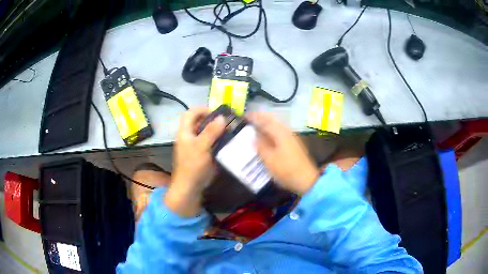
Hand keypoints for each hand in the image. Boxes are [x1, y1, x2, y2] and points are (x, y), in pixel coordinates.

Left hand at [165, 107, 225, 216]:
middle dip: (212, 119)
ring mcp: (195, 145)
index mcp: (185, 131)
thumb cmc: (193, 165)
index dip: (203, 109)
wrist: (190, 187)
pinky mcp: (201, 154)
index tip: (218, 113)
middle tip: (227, 122)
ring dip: (216, 130)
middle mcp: (189, 136)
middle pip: (199, 121)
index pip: (191, 112)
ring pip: (205, 132)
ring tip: (229, 130)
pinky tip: (227, 142)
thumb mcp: (201, 146)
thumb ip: (211, 131)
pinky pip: (210, 142)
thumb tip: (222, 117)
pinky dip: (218, 140)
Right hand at [249, 112, 319, 195]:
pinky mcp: (294, 144)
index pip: (266, 121)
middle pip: (273, 121)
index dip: (255, 117)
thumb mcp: (270, 160)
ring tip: (256, 128)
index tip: (245, 116)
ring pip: (277, 127)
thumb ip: (261, 146)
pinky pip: (279, 133)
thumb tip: (254, 136)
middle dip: (261, 119)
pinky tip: (267, 138)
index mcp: (280, 133)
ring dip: (266, 125)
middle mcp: (287, 132)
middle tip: (250, 119)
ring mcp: (292, 138)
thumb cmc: (286, 170)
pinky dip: (271, 132)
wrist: (307, 180)